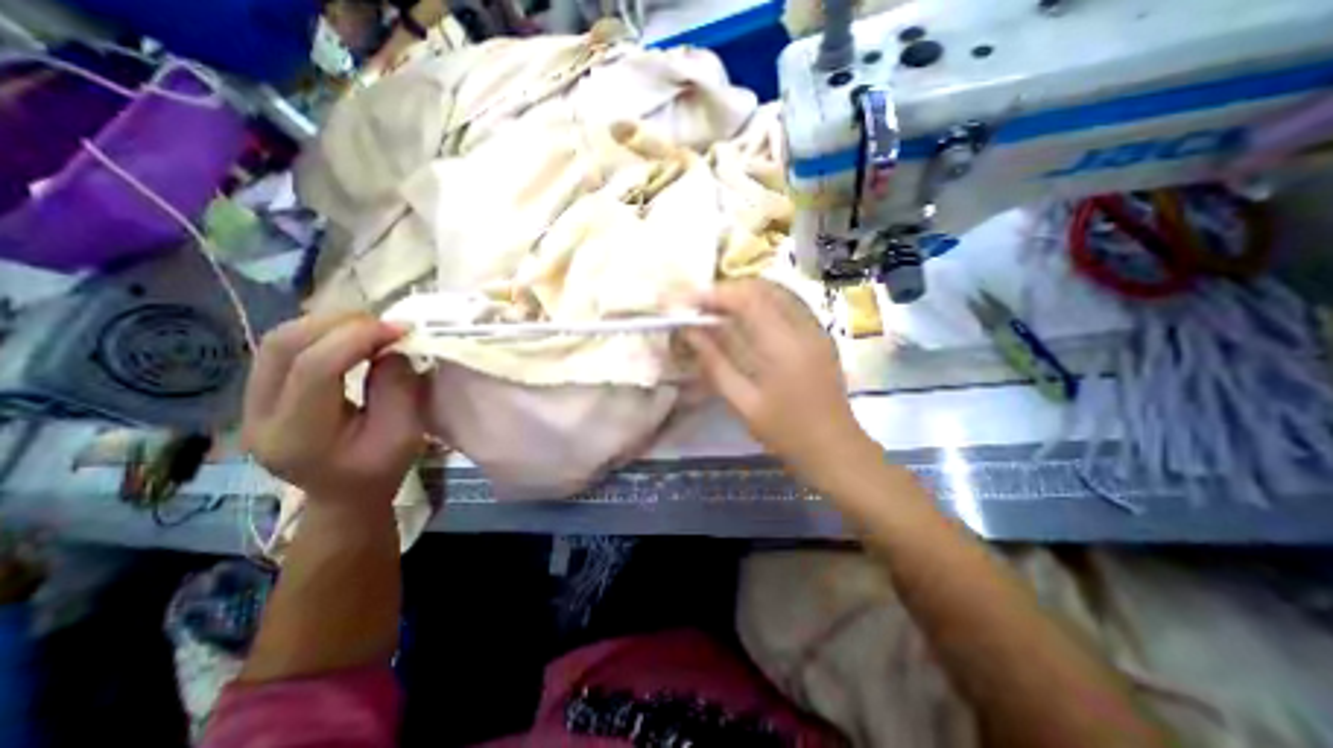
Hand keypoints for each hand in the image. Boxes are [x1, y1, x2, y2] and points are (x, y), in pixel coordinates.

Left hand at [243, 312, 423, 504]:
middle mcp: (258, 417)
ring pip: (276, 341)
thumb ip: (397, 388)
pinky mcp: (258, 395)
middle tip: (384, 323)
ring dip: (327, 324)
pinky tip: (351, 338)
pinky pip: (282, 350)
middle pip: (282, 346)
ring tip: (370, 327)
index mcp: (298, 436)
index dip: (358, 339)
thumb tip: (391, 346)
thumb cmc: (381, 470)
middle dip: (338, 323)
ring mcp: (250, 405)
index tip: (400, 329)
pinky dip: (320, 334)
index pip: (314, 369)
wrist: (345, 496)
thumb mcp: (404, 434)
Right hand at [680, 282, 883, 491]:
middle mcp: (803, 327)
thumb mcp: (743, 403)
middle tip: (702, 307)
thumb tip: (689, 332)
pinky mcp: (820, 334)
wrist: (835, 449)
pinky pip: (789, 303)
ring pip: (778, 291)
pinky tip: (747, 319)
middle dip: (728, 290)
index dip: (715, 294)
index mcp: (784, 345)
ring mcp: (816, 328)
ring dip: (745, 293)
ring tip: (719, 311)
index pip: (747, 299)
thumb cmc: (786, 432)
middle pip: (763, 287)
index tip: (688, 303)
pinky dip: (763, 302)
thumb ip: (715, 363)